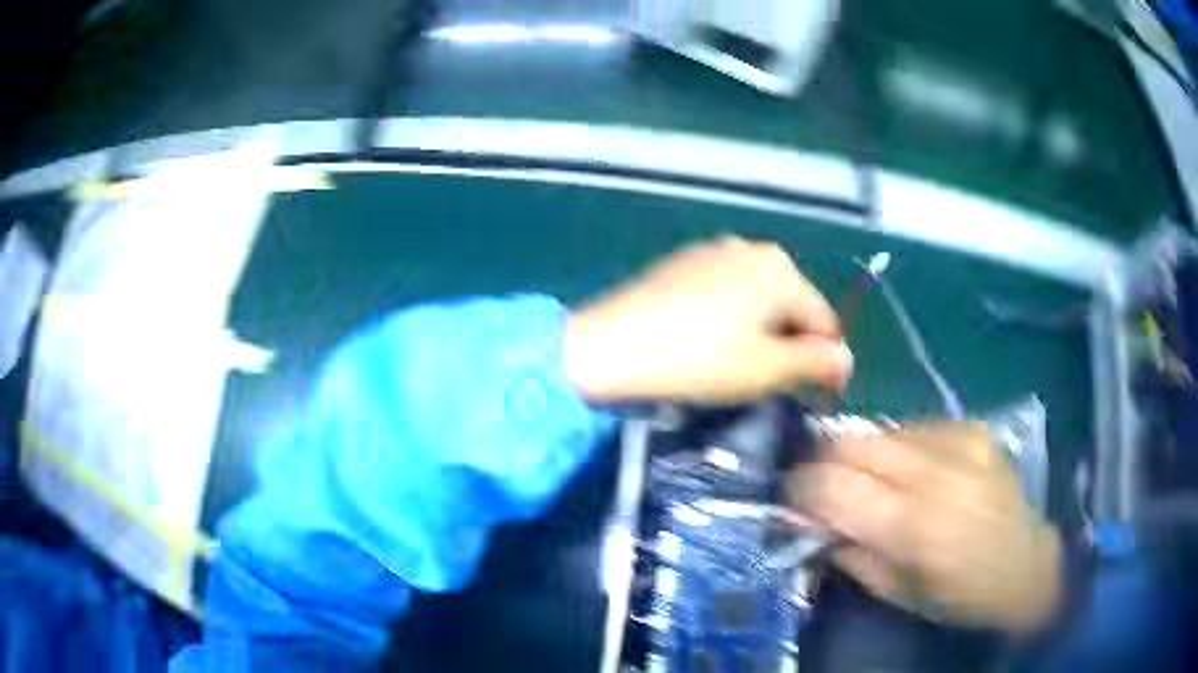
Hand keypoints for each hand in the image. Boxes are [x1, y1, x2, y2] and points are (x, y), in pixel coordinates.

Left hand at [562, 237, 852, 403]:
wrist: (610, 347)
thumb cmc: (699, 360)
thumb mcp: (766, 369)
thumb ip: (815, 363)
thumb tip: (845, 359)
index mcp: (780, 269)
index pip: (825, 321)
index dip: (829, 362)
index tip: (823, 396)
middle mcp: (752, 248)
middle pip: (792, 305)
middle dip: (794, 345)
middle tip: (779, 386)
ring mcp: (713, 251)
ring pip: (759, 299)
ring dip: (764, 333)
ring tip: (743, 369)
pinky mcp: (682, 263)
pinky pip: (726, 293)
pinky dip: (733, 319)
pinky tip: (710, 344)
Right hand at [793, 423, 1061, 635]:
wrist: (1026, 567)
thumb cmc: (958, 597)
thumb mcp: (896, 593)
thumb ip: (849, 553)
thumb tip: (809, 522)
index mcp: (915, 529)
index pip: (833, 486)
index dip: (799, 489)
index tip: (790, 500)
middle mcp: (937, 474)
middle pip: (851, 442)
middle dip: (822, 463)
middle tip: (822, 488)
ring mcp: (960, 442)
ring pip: (880, 430)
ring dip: (862, 456)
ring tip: (872, 483)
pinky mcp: (973, 429)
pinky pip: (915, 427)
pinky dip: (899, 448)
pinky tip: (913, 472)